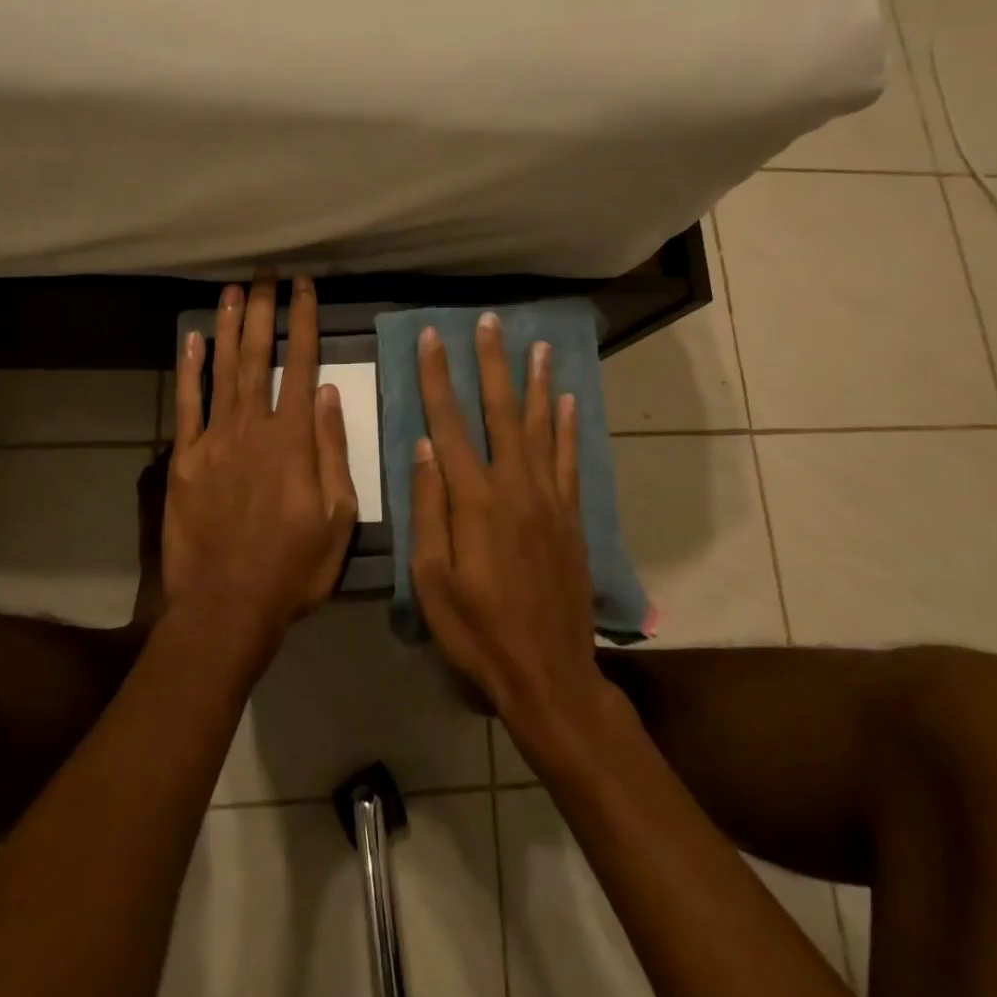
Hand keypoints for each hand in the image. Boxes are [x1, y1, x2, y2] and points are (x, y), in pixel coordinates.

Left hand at [163, 275, 358, 650]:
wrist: (227, 605)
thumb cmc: (293, 566)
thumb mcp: (338, 517)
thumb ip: (333, 450)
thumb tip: (332, 393)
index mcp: (293, 439)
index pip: (302, 365)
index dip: (304, 322)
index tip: (305, 287)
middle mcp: (252, 427)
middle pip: (258, 356)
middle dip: (264, 310)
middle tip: (266, 273)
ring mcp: (214, 441)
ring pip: (222, 371)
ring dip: (228, 327)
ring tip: (233, 290)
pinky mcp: (184, 460)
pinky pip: (187, 406)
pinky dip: (190, 371)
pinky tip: (192, 341)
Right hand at [410, 314, 620, 751]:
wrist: (549, 674)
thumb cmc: (478, 631)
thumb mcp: (432, 580)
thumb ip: (429, 509)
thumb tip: (424, 447)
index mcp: (474, 500)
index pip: (449, 423)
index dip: (438, 377)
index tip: (432, 338)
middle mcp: (514, 486)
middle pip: (501, 412)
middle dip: (493, 363)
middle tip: (491, 322)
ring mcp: (549, 499)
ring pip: (543, 427)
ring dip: (537, 382)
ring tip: (538, 345)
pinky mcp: (571, 517)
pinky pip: (571, 460)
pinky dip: (570, 427)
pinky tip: (569, 401)